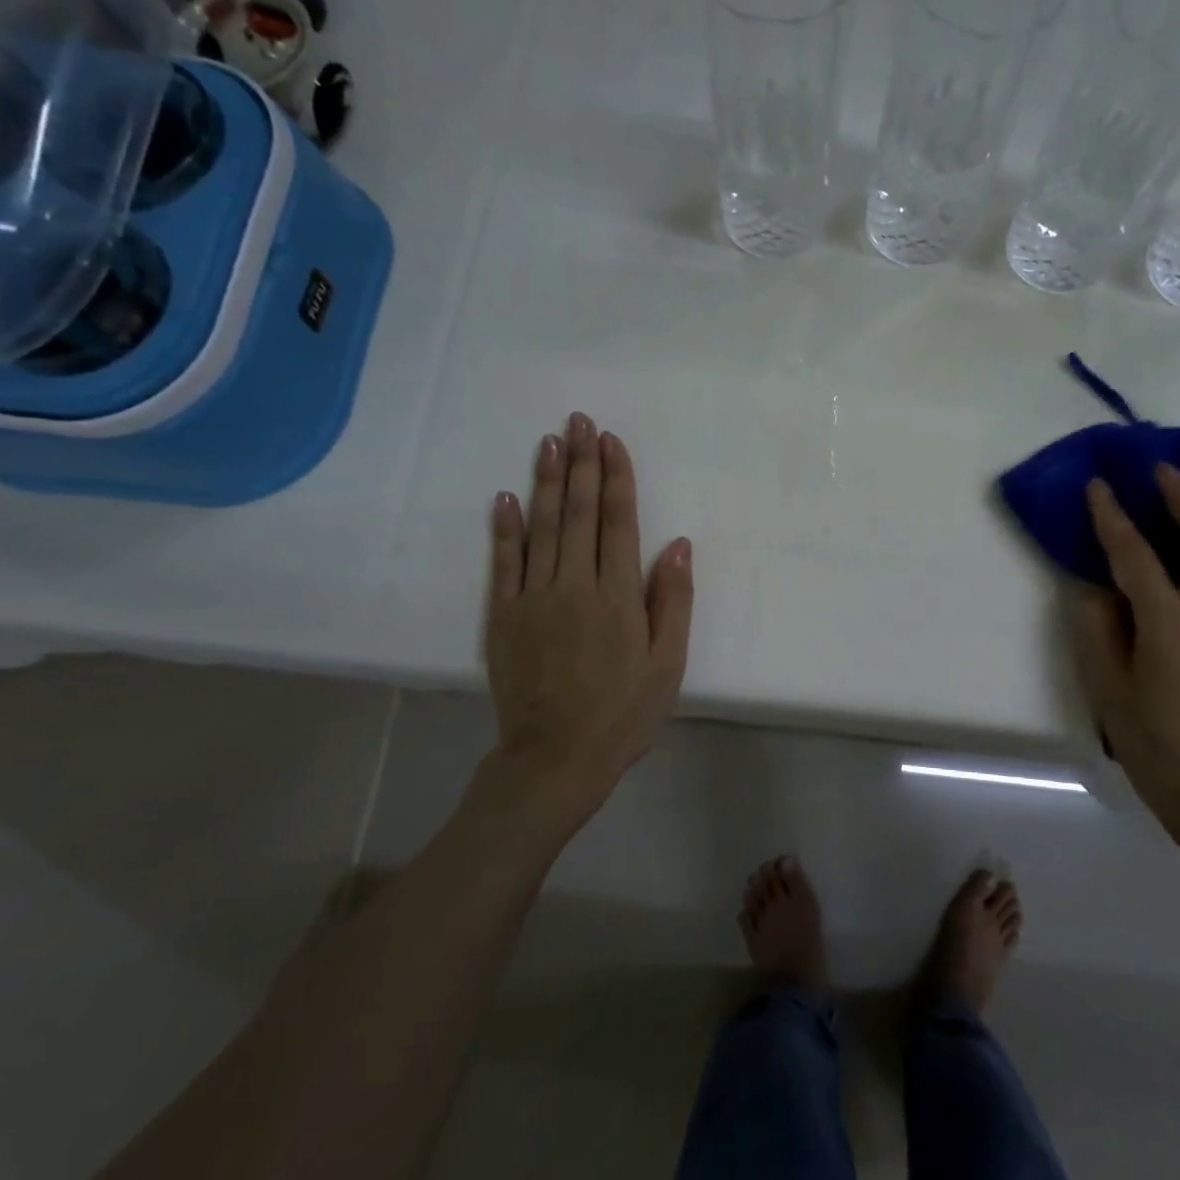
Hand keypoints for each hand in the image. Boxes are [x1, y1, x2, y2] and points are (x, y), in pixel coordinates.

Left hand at [482, 414, 693, 821]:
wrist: (557, 757)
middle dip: (582, 463)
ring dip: (546, 481)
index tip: (612, 441)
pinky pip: (503, 562)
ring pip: (541, 527)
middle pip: (578, 513)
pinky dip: (505, 528)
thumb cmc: (624, 712)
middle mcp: (575, 585)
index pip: (618, 522)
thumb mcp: (668, 664)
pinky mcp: (504, 616)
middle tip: (580, 421)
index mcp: (618, 596)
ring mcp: (534, 598)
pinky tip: (506, 497)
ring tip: (550, 441)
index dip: (616, 478)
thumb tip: (676, 546)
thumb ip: (673, 602)